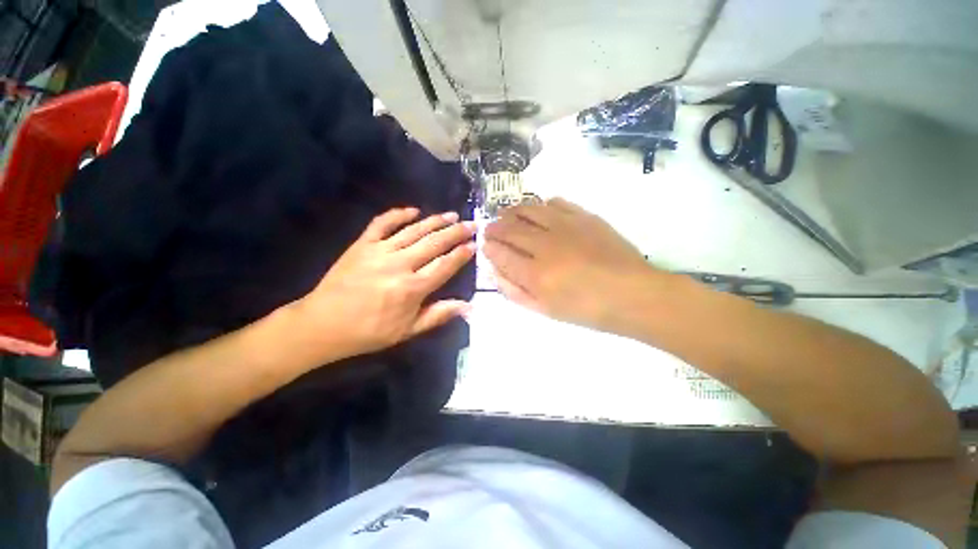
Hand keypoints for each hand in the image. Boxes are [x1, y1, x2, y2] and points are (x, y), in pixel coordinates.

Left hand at [291, 207, 475, 359]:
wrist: (322, 324)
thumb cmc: (368, 332)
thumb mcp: (407, 331)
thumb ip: (438, 316)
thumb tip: (467, 307)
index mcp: (412, 289)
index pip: (444, 266)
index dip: (461, 254)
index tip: (474, 244)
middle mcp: (399, 265)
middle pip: (434, 244)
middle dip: (456, 233)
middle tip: (471, 224)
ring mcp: (379, 251)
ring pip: (413, 231)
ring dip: (435, 221)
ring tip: (451, 215)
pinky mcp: (362, 244)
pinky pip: (382, 223)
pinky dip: (398, 214)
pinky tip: (413, 210)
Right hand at [484, 198, 667, 334]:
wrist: (632, 294)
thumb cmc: (587, 310)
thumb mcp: (545, 310)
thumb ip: (515, 291)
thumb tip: (495, 272)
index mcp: (535, 274)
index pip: (500, 254)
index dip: (489, 247)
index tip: (485, 244)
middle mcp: (545, 246)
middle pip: (510, 228)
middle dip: (495, 227)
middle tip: (491, 228)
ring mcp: (565, 227)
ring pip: (529, 210)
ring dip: (513, 211)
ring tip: (508, 215)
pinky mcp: (584, 217)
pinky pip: (556, 203)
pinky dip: (542, 205)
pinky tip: (540, 210)